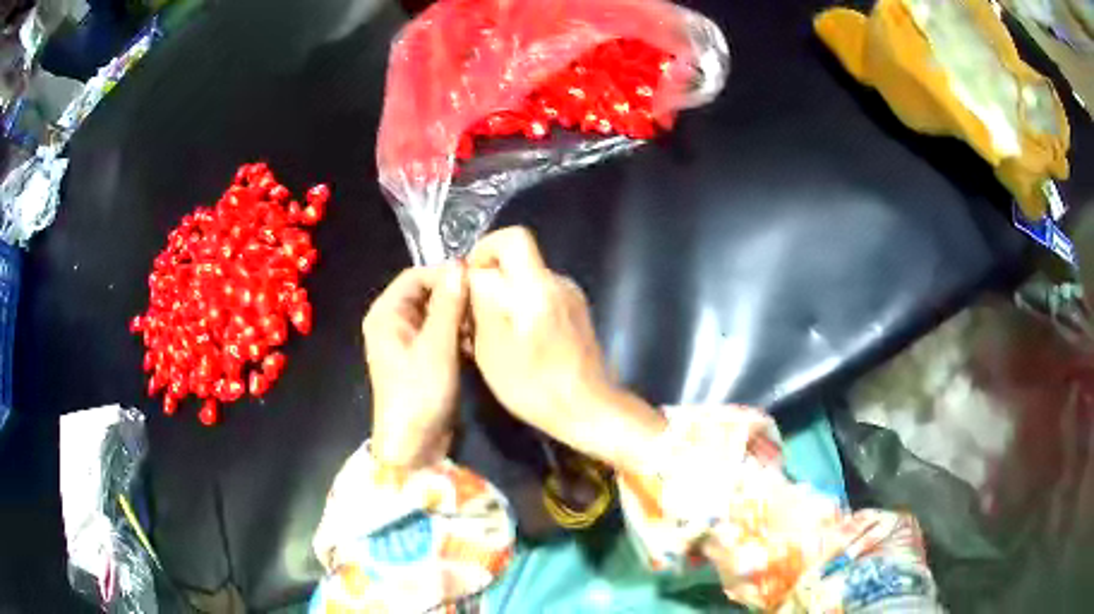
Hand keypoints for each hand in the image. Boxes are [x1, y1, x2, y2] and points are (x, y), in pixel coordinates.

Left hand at [364, 264, 468, 469]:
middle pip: (426, 294)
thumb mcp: (436, 347)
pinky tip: (477, 343)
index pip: (415, 276)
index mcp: (386, 314)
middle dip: (455, 297)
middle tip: (485, 304)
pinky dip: (458, 335)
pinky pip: (441, 334)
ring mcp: (407, 342)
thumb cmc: (419, 393)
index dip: (444, 274)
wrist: (413, 445)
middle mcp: (393, 323)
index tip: (477, 280)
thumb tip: (459, 266)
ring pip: (436, 314)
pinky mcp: (422, 359)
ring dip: (459, 317)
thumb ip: (448, 305)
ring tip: (484, 325)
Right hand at [467, 227, 664, 471]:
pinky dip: (523, 310)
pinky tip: (517, 342)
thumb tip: (474, 274)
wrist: (587, 408)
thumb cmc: (534, 384)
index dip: (485, 250)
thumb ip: (481, 301)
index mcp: (536, 285)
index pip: (513, 238)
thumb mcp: (492, 347)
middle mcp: (557, 282)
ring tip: (492, 335)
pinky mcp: (577, 314)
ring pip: (527, 281)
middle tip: (474, 314)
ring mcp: (571, 297)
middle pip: (518, 260)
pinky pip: (542, 297)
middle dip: (490, 279)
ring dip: (505, 298)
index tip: (469, 281)